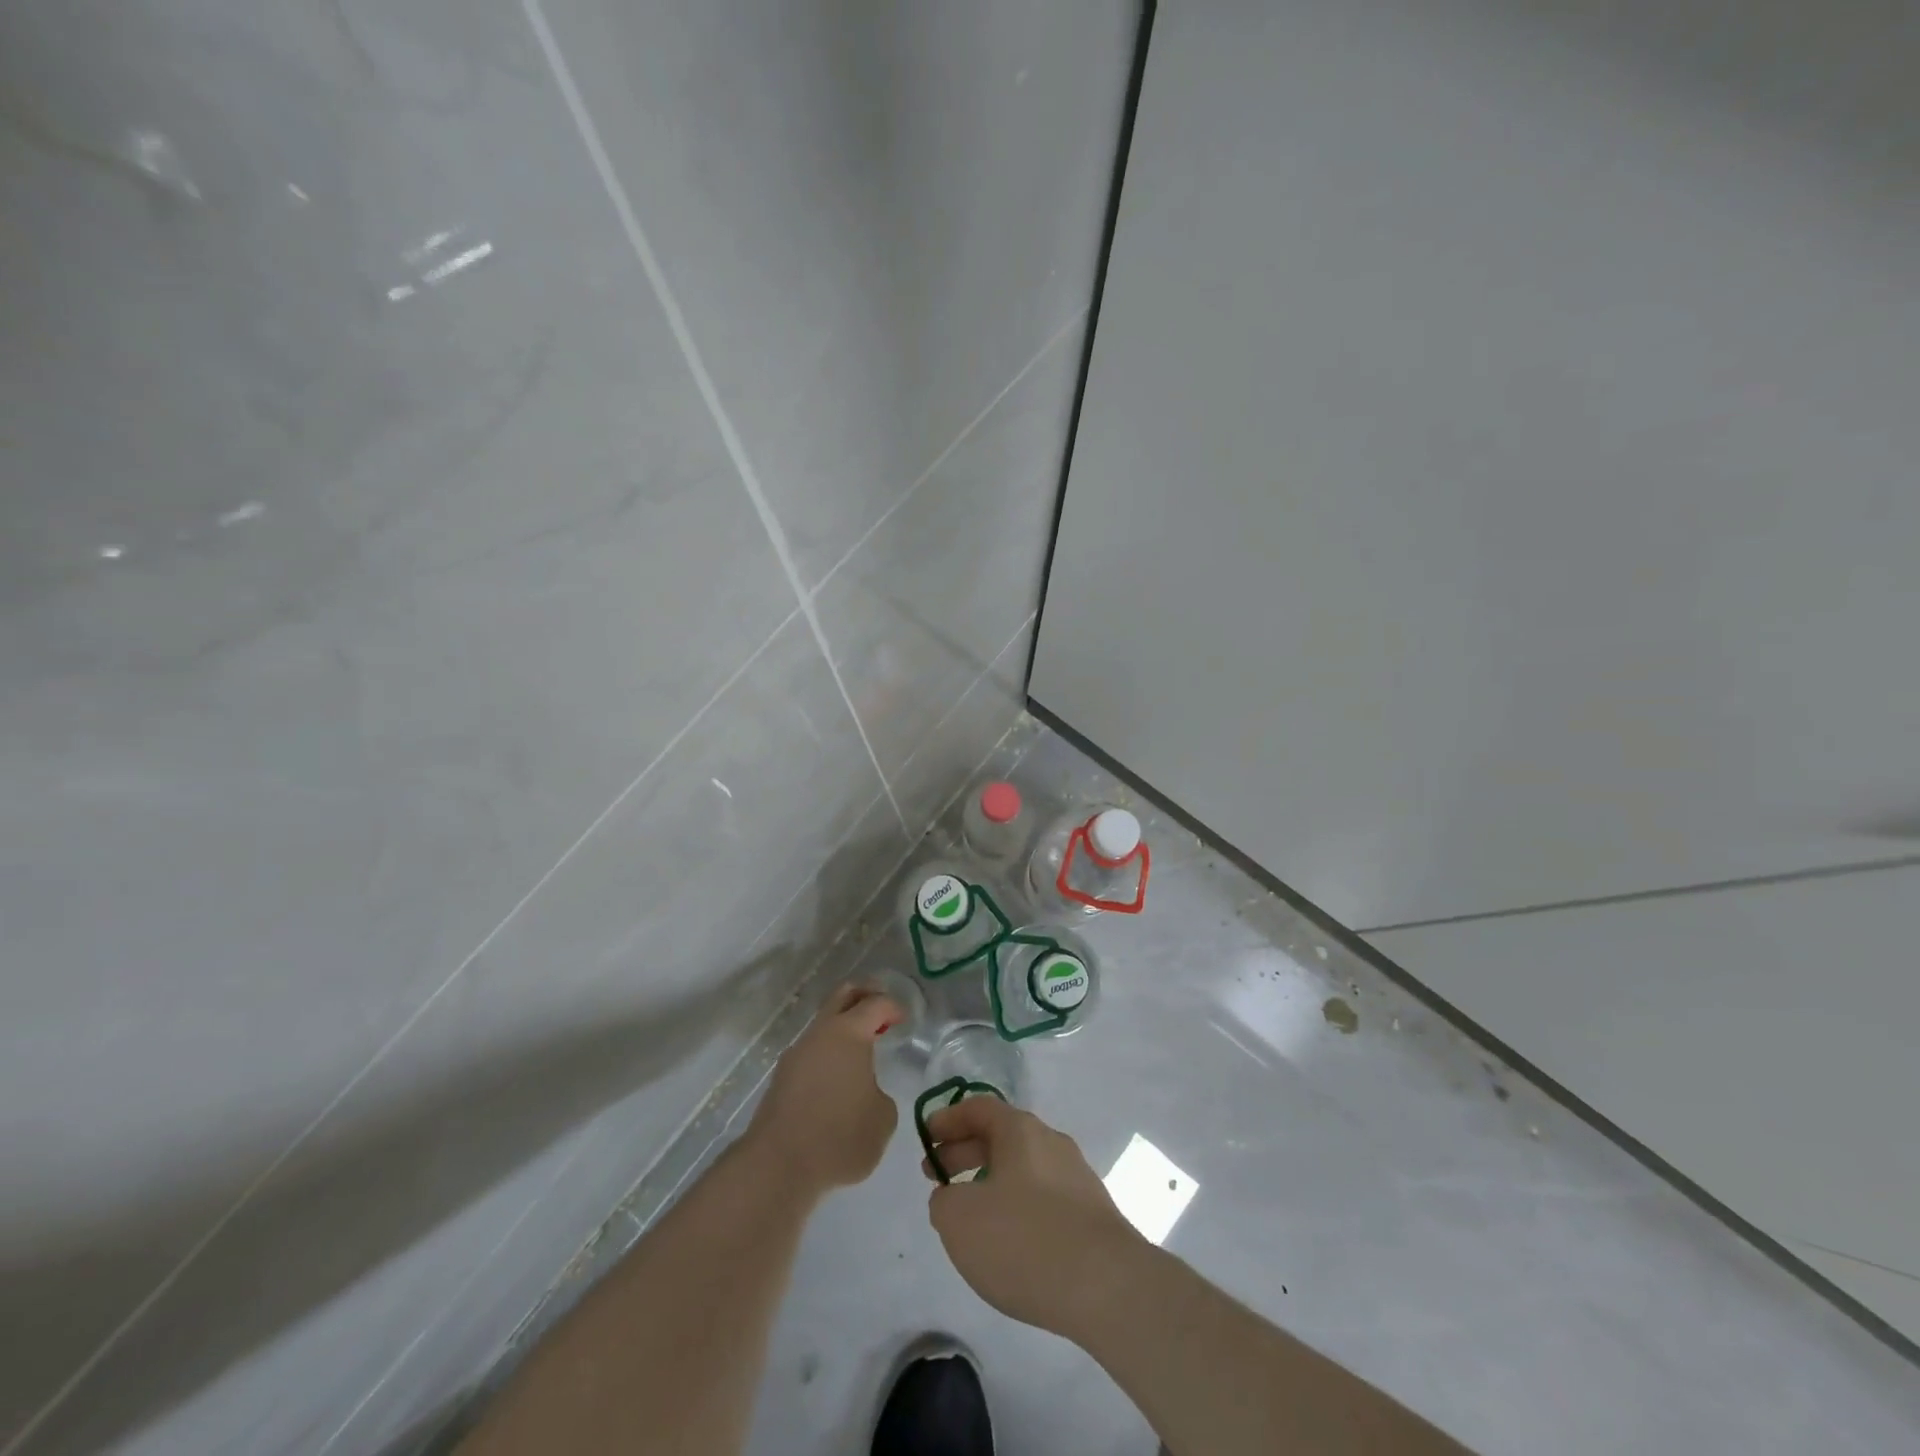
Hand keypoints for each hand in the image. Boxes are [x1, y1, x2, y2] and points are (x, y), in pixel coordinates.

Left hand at [746, 984, 900, 1196]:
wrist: (778, 1165)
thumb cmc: (840, 1136)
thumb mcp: (883, 1119)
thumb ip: (881, 1095)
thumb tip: (867, 1093)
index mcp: (849, 1033)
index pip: (875, 1004)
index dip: (893, 1007)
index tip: (904, 1020)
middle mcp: (820, 1034)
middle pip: (842, 996)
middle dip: (864, 994)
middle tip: (881, 1006)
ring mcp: (796, 1054)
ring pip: (823, 1024)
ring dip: (843, 1027)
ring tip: (861, 1049)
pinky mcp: (781, 1078)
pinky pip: (811, 1052)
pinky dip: (828, 1053)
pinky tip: (838, 1078)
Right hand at [921, 1097, 1145, 1336]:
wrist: (1107, 1286)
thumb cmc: (1024, 1239)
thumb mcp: (960, 1220)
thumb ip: (944, 1201)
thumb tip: (952, 1197)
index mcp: (1020, 1130)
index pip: (978, 1108)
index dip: (948, 1119)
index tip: (926, 1137)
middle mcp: (1050, 1141)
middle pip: (1000, 1136)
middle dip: (964, 1152)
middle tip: (937, 1177)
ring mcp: (1076, 1176)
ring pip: (1022, 1167)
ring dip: (990, 1181)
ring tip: (969, 1215)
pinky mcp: (1091, 1213)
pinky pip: (1042, 1196)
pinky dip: (1017, 1205)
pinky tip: (1008, 1241)